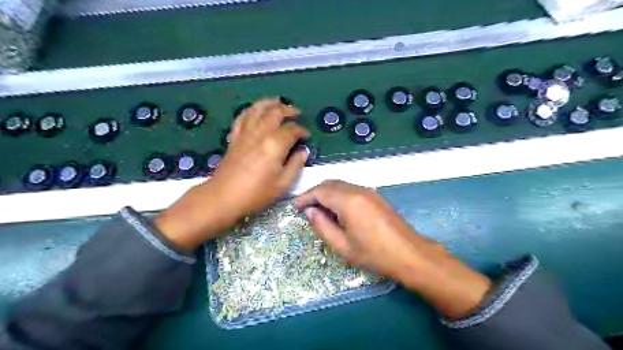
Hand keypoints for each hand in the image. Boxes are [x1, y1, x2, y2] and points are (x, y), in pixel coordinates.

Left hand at [155, 99, 308, 251]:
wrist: (224, 197)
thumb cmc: (256, 193)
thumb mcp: (283, 183)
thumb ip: (295, 165)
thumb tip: (303, 152)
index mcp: (275, 144)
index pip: (292, 130)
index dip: (302, 130)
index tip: (306, 135)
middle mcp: (260, 133)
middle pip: (275, 113)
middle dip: (288, 110)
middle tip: (297, 113)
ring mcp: (245, 133)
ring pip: (258, 109)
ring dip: (269, 103)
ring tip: (278, 101)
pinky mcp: (235, 137)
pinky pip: (242, 117)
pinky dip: (250, 110)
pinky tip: (255, 110)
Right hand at [294, 180, 434, 281]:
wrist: (409, 253)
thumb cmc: (374, 254)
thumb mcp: (342, 246)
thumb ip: (322, 226)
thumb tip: (310, 211)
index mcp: (348, 201)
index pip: (320, 191)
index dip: (305, 197)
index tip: (295, 206)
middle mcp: (358, 190)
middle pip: (330, 184)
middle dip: (315, 193)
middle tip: (305, 208)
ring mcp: (369, 191)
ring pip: (340, 184)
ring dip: (326, 193)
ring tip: (318, 209)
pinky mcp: (375, 195)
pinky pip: (350, 188)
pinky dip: (338, 194)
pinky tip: (337, 209)